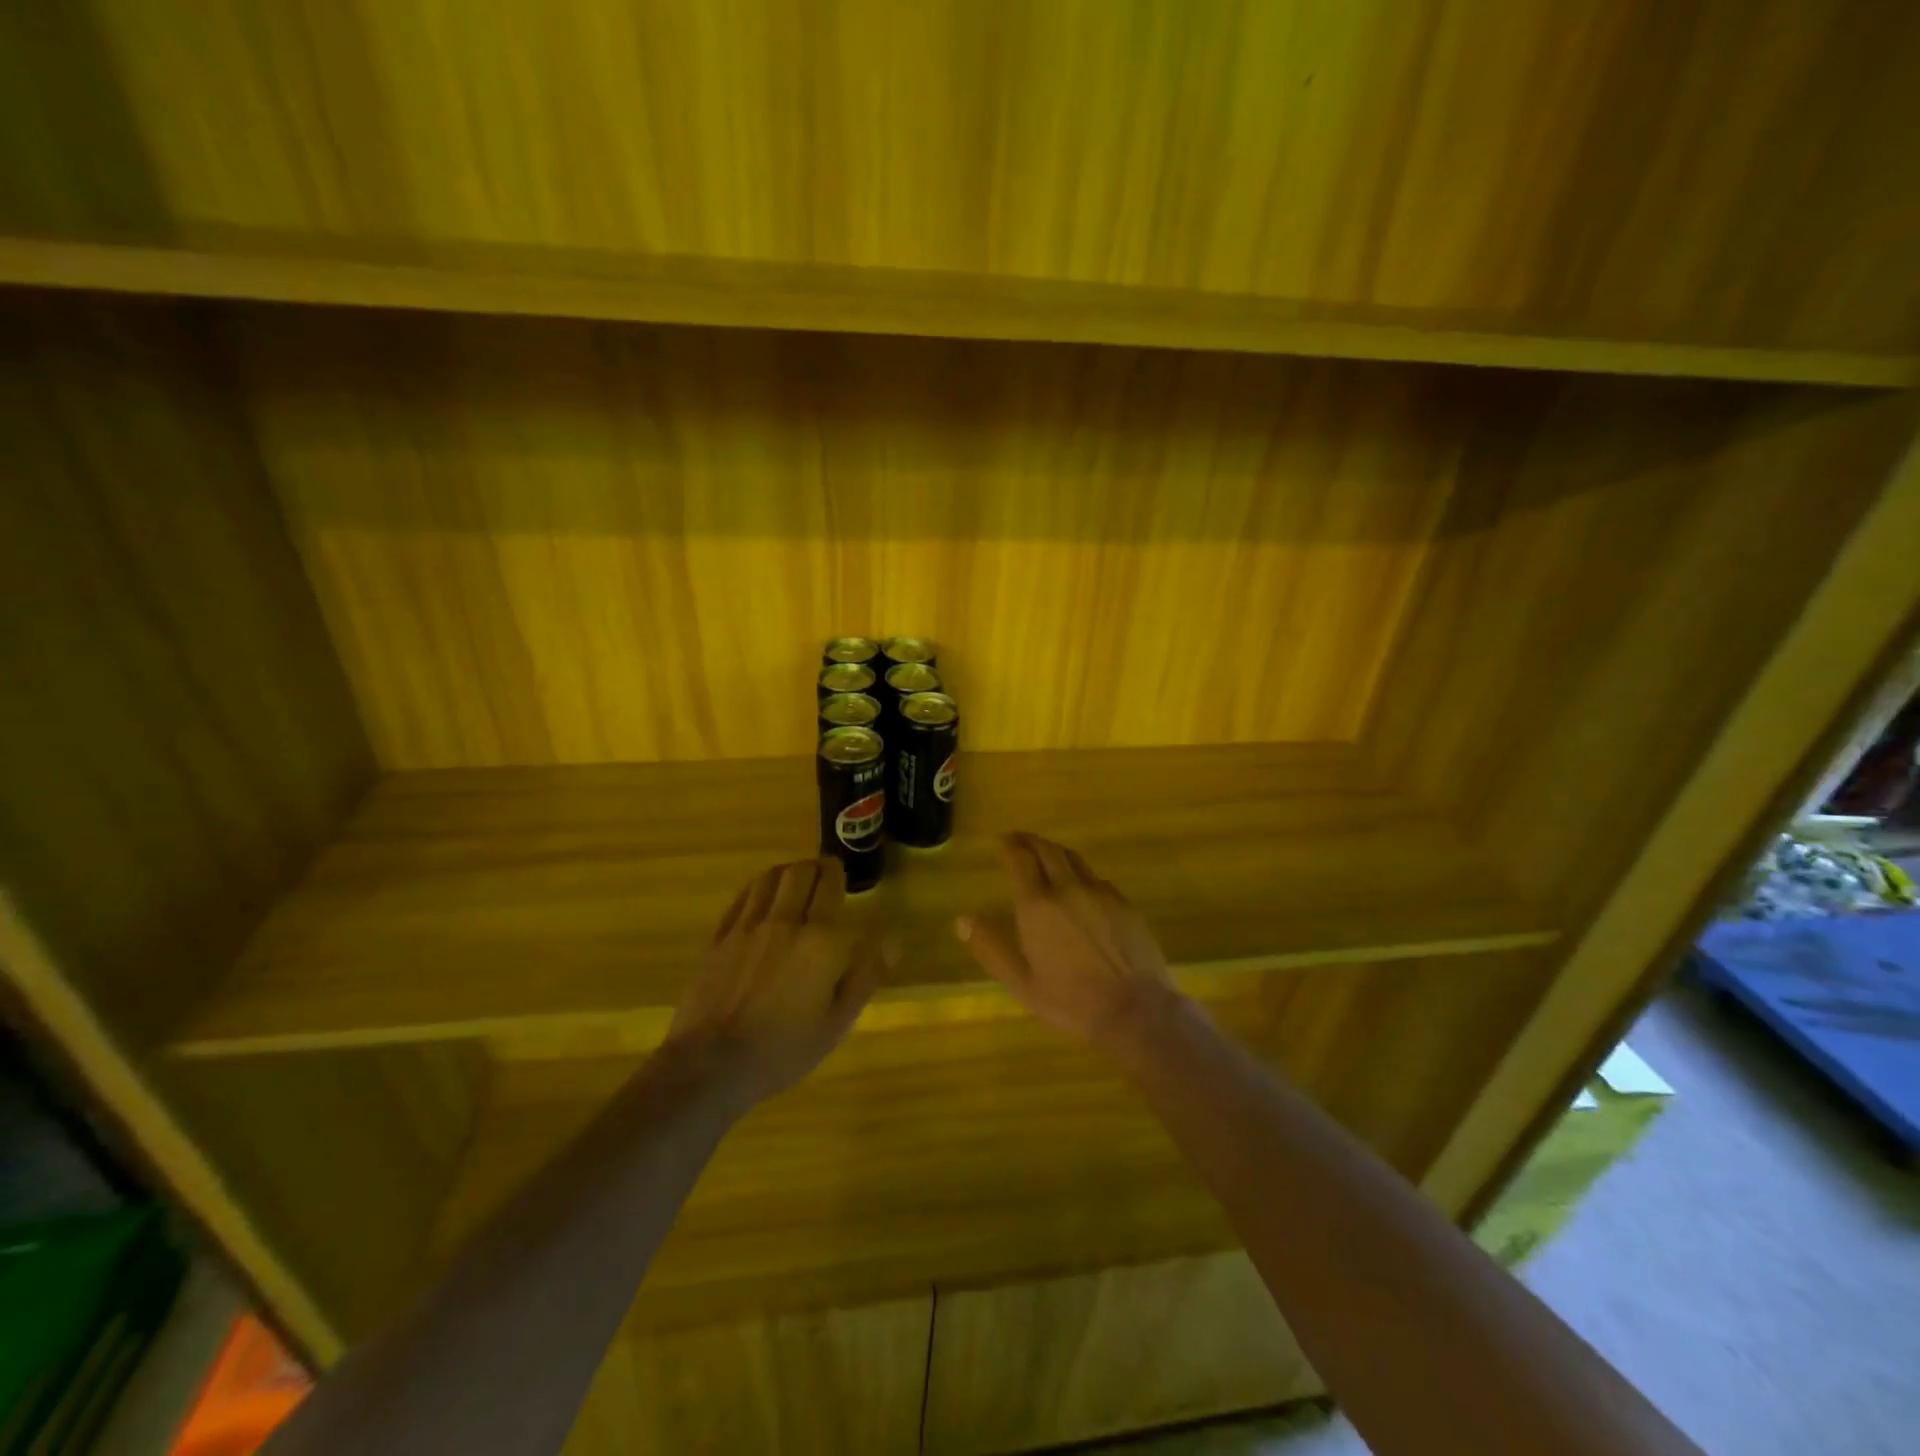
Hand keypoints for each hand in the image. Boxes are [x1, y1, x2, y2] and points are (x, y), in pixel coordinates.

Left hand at [667, 857, 890, 1106]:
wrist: (714, 1064)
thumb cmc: (785, 1047)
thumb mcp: (838, 1021)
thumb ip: (866, 974)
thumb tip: (893, 938)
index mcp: (819, 939)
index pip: (829, 884)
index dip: (836, 872)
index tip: (840, 873)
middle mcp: (784, 921)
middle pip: (798, 872)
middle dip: (812, 867)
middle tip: (820, 876)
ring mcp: (747, 927)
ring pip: (768, 879)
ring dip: (785, 873)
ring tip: (792, 881)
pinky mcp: (720, 939)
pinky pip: (742, 898)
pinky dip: (757, 888)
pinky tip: (760, 897)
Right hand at [954, 833, 1181, 1058]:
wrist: (1134, 1009)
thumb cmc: (1071, 1000)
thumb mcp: (1021, 983)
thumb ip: (991, 948)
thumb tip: (962, 920)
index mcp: (1038, 905)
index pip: (1020, 860)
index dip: (1009, 846)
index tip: (1001, 840)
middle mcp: (1068, 889)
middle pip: (1048, 851)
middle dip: (1030, 841)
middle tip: (1019, 840)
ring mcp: (1100, 893)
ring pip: (1074, 859)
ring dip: (1055, 852)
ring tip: (1046, 855)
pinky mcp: (1124, 904)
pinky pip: (1096, 878)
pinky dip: (1080, 873)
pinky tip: (1080, 887)